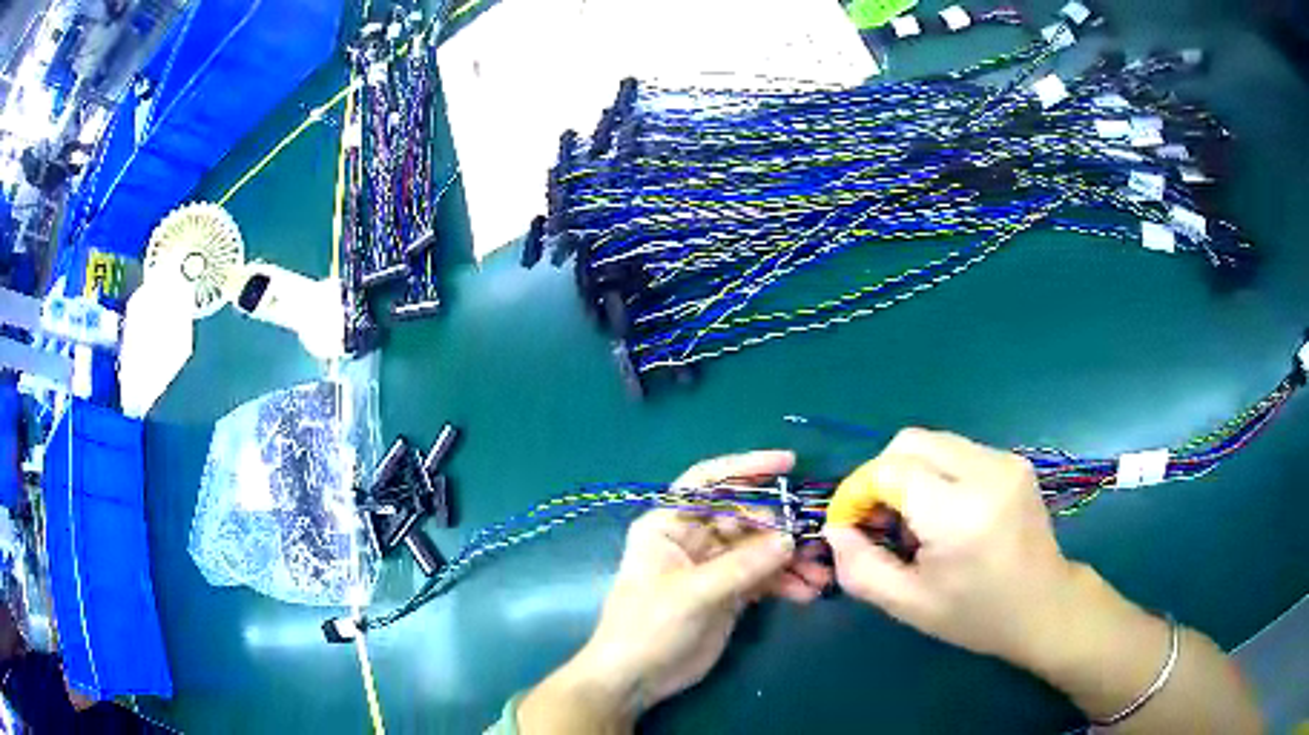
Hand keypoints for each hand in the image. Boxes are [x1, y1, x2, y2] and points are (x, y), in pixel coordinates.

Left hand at [518, 451, 831, 731]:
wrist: (636, 678)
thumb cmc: (648, 627)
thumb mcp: (692, 594)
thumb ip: (743, 566)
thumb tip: (789, 538)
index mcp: (669, 525)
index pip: (709, 482)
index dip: (746, 466)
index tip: (788, 463)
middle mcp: (693, 539)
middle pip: (745, 518)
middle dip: (782, 528)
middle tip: (817, 541)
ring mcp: (713, 567)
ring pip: (759, 550)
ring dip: (791, 560)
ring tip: (821, 575)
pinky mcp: (728, 593)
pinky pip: (763, 578)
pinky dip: (785, 583)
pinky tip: (807, 593)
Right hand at [823, 428, 1077, 664]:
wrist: (1044, 605)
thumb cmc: (977, 615)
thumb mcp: (909, 604)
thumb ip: (861, 568)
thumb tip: (835, 530)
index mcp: (960, 513)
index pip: (890, 470)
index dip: (858, 492)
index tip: (850, 525)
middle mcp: (986, 472)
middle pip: (910, 442)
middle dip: (880, 475)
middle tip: (878, 519)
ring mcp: (1005, 461)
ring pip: (933, 442)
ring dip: (908, 472)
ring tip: (911, 518)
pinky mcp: (1013, 460)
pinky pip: (957, 450)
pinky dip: (935, 472)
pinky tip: (941, 511)